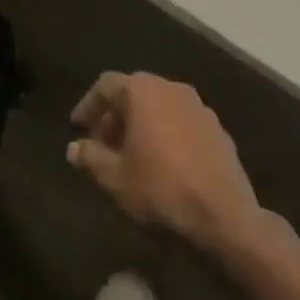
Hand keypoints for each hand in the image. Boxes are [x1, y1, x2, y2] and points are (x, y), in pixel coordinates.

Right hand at [67, 72, 261, 249]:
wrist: (225, 214)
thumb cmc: (161, 189)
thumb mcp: (116, 178)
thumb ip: (91, 157)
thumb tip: (74, 148)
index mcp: (142, 91)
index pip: (106, 85)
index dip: (88, 105)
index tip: (77, 126)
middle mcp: (170, 87)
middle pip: (133, 92)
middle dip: (114, 115)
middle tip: (102, 142)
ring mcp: (198, 105)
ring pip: (159, 105)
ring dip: (140, 123)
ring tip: (130, 153)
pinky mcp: (217, 127)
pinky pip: (180, 120)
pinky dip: (164, 131)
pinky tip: (161, 161)